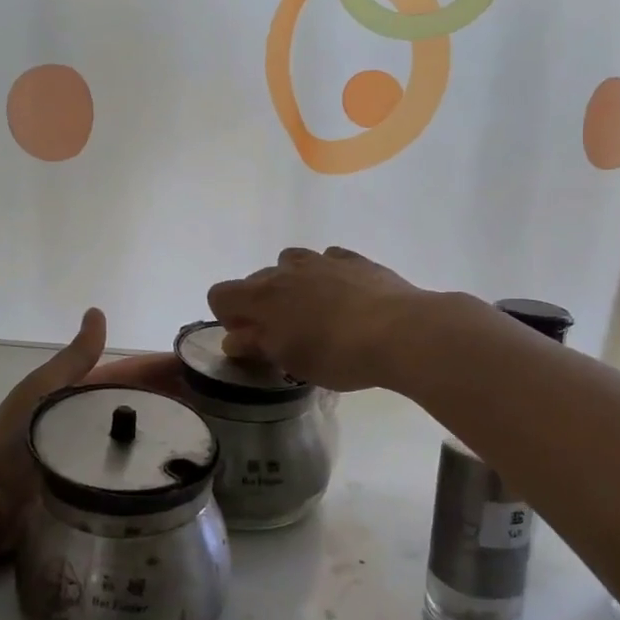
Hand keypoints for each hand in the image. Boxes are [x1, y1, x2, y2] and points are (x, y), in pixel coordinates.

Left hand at [0, 312, 193, 556]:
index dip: (163, 369)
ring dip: (174, 432)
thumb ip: (73, 359)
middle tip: (224, 401)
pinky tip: (189, 469)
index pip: (132, 375)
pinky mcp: (103, 492)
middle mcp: (96, 424)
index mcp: (83, 395)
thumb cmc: (12, 440)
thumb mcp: (42, 390)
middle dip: (179, 398)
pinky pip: (138, 474)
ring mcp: (101, 459)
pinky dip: (161, 467)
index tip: (203, 367)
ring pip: (145, 440)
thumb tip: (97, 312)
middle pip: (144, 406)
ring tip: (217, 433)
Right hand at [207, 247, 432, 391]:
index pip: (220, 294)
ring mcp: (322, 260)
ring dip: (292, 284)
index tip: (249, 338)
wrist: (399, 331)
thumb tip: (235, 339)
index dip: (227, 316)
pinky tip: (344, 296)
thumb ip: (257, 345)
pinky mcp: (354, 259)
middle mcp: (286, 270)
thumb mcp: (290, 360)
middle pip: (256, 280)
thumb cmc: (336, 354)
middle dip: (261, 304)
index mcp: (262, 296)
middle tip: (283, 334)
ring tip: (313, 311)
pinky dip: (327, 275)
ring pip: (291, 263)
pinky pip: (328, 260)